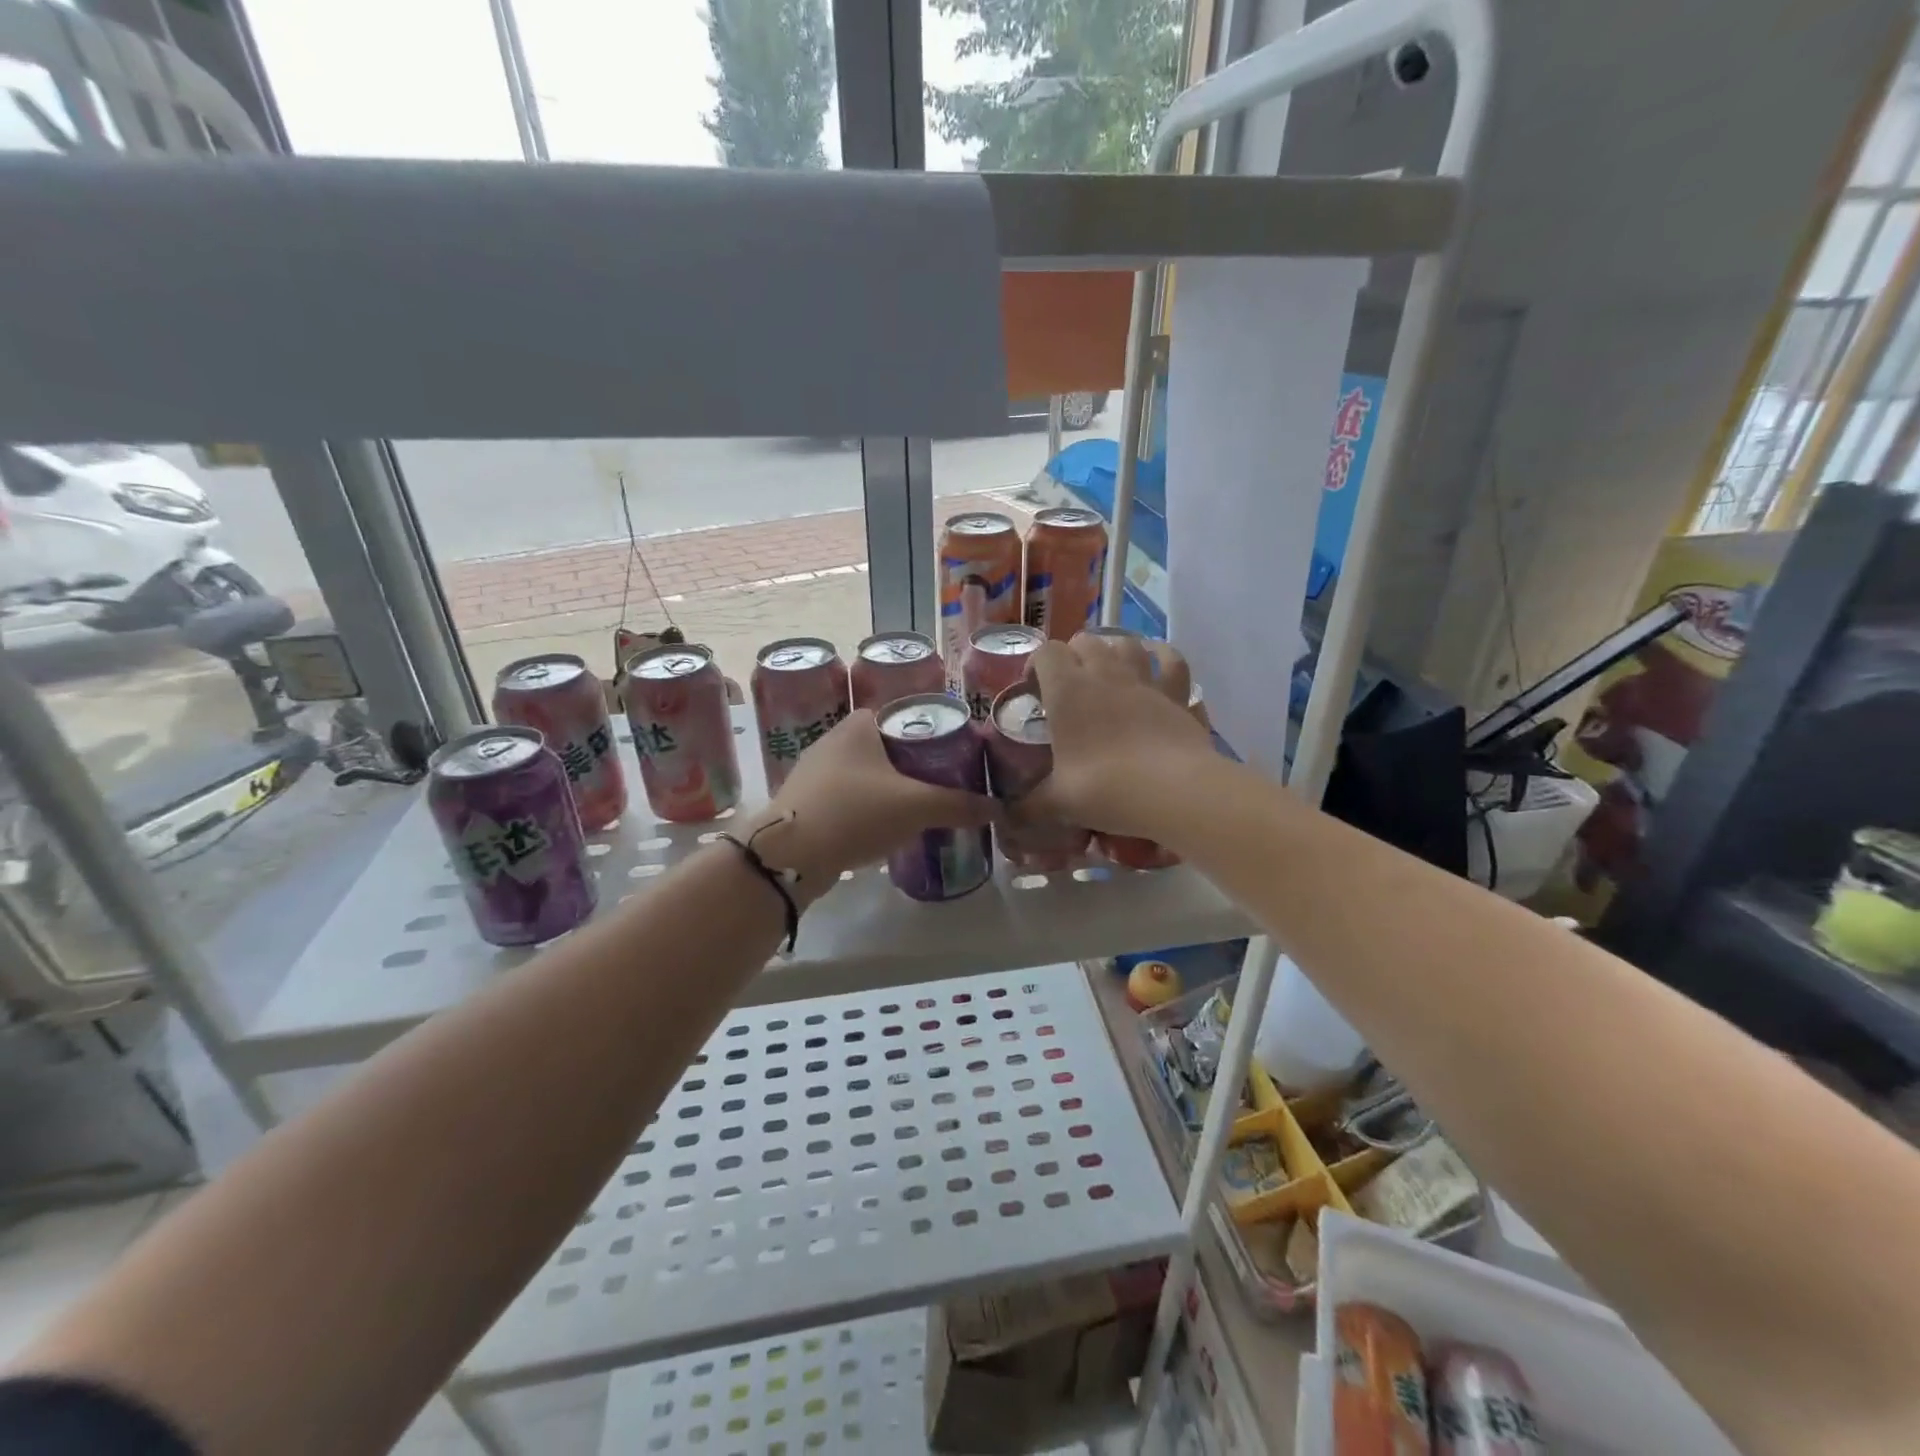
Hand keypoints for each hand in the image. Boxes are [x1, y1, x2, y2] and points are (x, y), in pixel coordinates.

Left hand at [740, 710, 991, 903]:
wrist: (789, 854)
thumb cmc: (856, 812)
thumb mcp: (916, 807)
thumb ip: (959, 805)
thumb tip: (998, 808)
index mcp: (860, 723)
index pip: (907, 716)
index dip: (936, 735)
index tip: (957, 758)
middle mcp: (834, 738)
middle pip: (889, 746)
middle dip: (916, 766)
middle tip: (945, 786)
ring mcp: (815, 769)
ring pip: (868, 773)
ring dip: (892, 788)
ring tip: (921, 808)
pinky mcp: (805, 799)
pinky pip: (848, 796)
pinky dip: (868, 807)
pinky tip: (884, 827)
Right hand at [1017, 633, 1213, 838]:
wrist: (1175, 791)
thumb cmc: (1107, 789)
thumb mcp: (1058, 802)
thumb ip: (1029, 806)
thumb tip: (1008, 818)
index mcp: (1068, 691)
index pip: (1047, 653)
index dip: (1037, 664)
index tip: (1034, 689)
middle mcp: (1105, 674)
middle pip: (1085, 640)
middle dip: (1073, 655)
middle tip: (1068, 685)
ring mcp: (1145, 679)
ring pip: (1127, 642)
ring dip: (1114, 649)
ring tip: (1109, 669)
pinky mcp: (1177, 693)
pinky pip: (1172, 660)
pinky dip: (1162, 656)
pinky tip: (1157, 661)